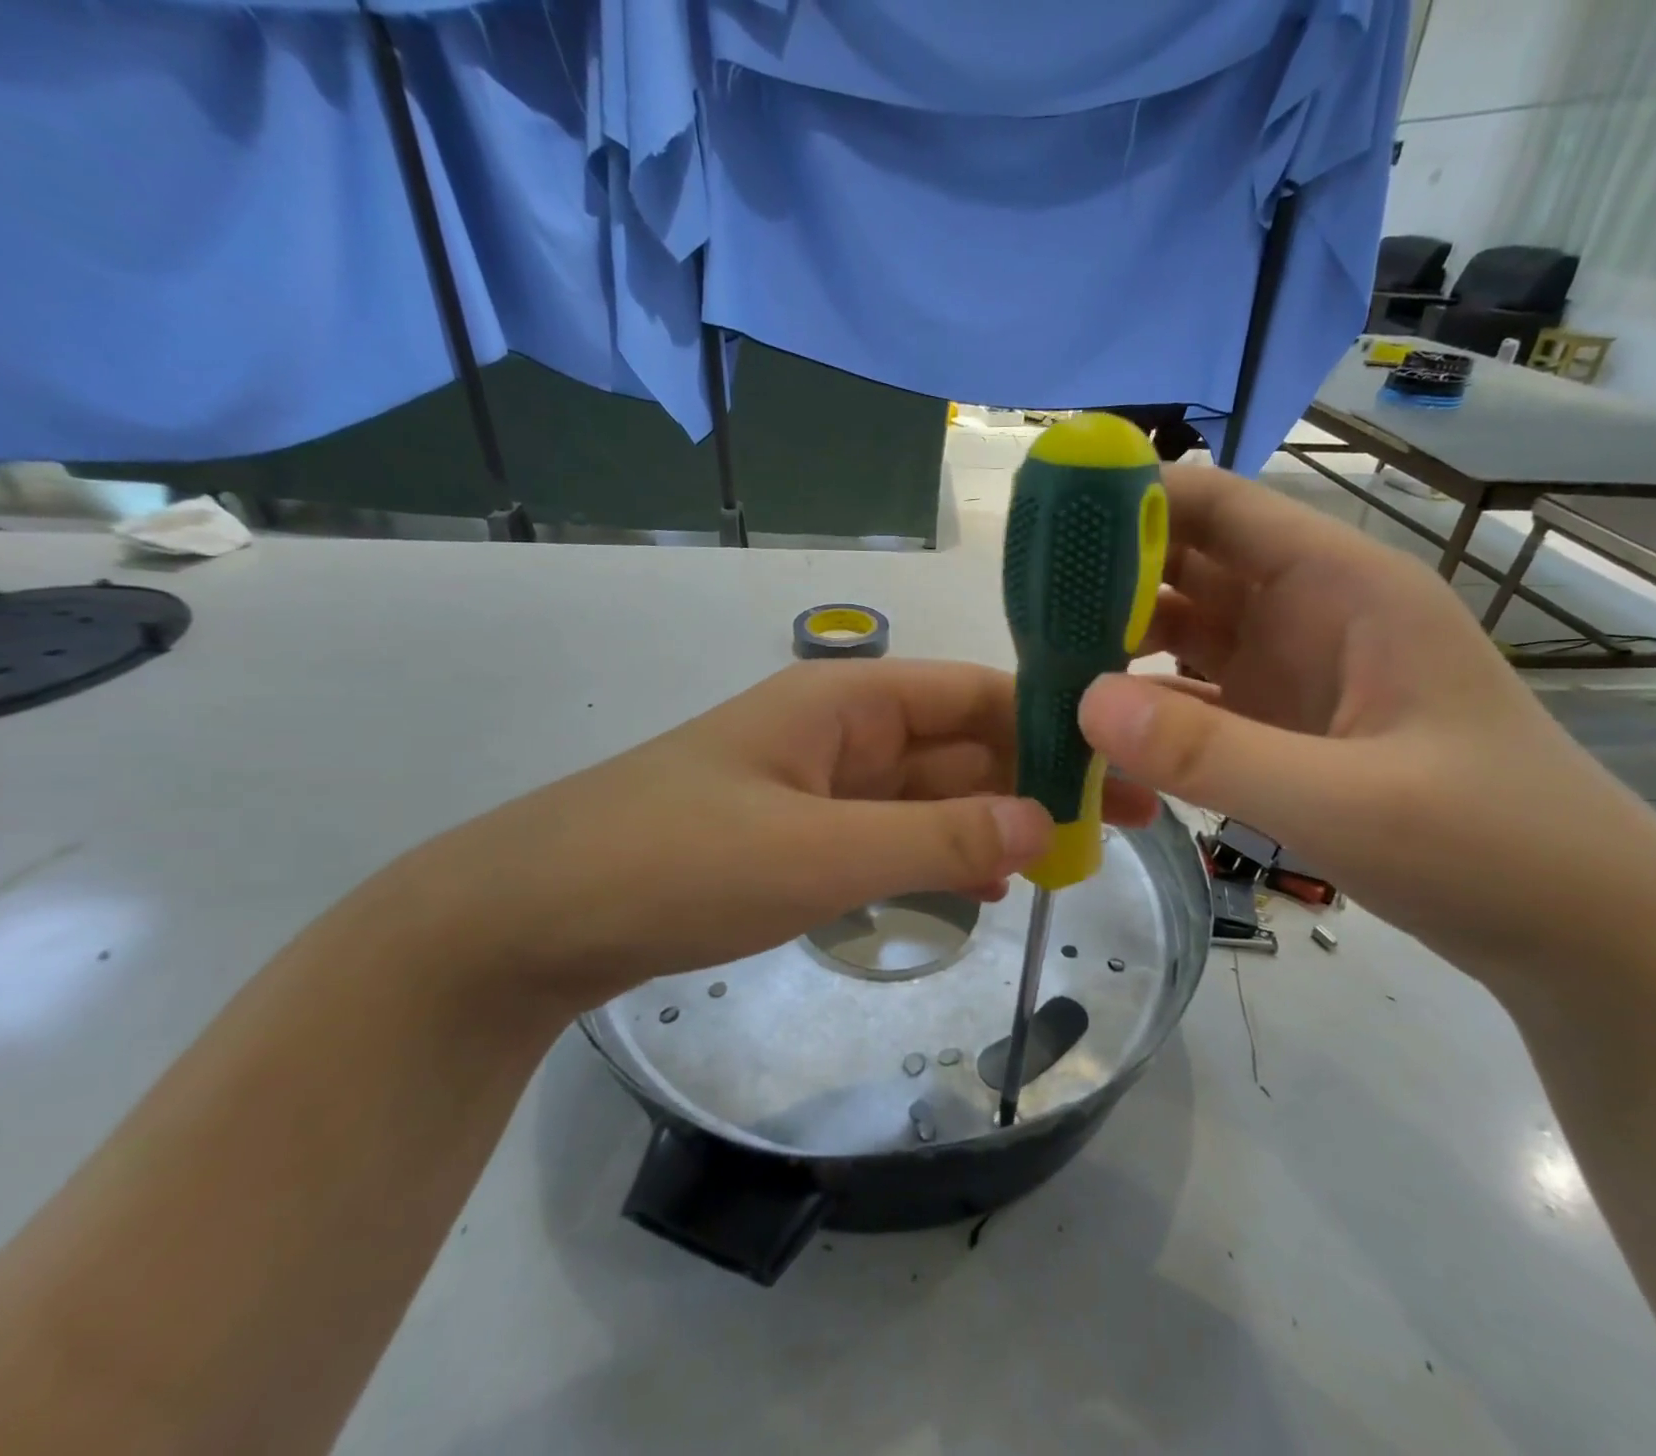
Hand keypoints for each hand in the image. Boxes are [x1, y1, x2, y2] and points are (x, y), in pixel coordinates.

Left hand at [384, 659, 1156, 1011]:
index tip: (1119, 764)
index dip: (1050, 722)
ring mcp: (819, 786)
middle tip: (1122, 822)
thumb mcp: (820, 852)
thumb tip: (1046, 824)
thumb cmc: (676, 862)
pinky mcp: (799, 837)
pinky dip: (945, 853)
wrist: (533, 917)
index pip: (973, 694)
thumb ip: (938, 838)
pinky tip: (988, 884)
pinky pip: (894, 834)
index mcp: (846, 701)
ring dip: (997, 818)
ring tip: (1073, 854)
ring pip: (932, 793)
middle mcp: (840, 732)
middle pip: (960, 744)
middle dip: (1039, 777)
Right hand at [1078, 464, 1655, 981]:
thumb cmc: (1494, 846)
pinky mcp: (1280, 730)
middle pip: (1188, 568)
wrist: (1580, 933)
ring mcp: (1292, 675)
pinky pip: (1193, 701)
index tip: (1048, 528)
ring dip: (1117, 645)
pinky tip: (1095, 731)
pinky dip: (1144, 709)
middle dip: (1108, 580)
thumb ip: (1212, 753)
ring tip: (1041, 670)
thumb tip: (1082, 701)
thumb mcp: (1349, 802)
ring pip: (1183, 635)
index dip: (1135, 502)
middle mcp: (1309, 615)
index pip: (1221, 508)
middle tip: (1024, 614)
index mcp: (1342, 587)